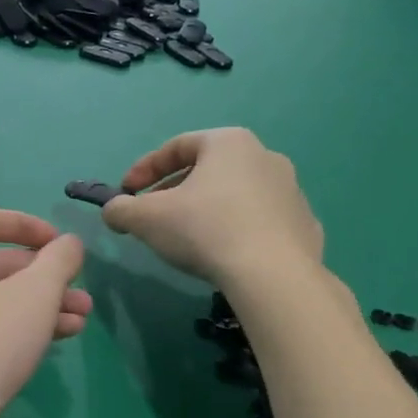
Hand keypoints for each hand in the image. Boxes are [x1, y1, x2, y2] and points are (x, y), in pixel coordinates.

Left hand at [0, 209, 91, 417]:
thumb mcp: (35, 294)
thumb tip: (68, 243)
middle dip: (43, 275)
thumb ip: (58, 261)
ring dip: (41, 305)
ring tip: (82, 320)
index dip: (22, 223)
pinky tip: (57, 342)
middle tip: (81, 292)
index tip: (56, 241)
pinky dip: (21, 328)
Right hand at [101, 129, 323, 286]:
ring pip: (235, 195)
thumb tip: (113, 211)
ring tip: (187, 239)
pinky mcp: (304, 225)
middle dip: (174, 191)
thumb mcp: (145, 218)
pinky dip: (236, 231)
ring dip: (206, 210)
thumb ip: (121, 209)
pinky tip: (223, 255)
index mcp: (228, 143)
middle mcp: (265, 156)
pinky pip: (259, 221)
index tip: (126, 193)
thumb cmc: (204, 230)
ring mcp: (290, 191)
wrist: (273, 275)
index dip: (144, 169)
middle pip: (207, 170)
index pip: (177, 146)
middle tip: (153, 217)